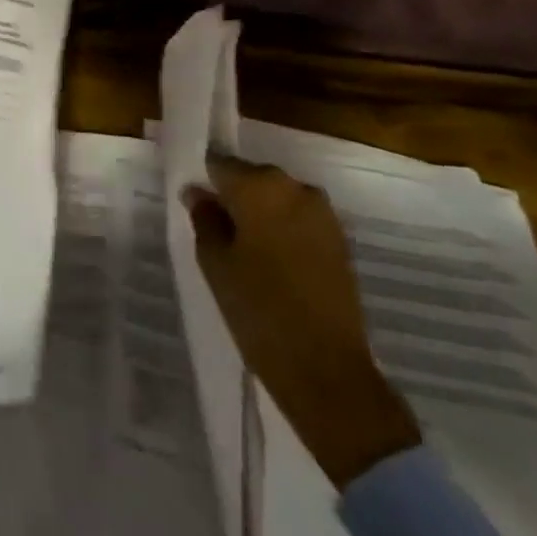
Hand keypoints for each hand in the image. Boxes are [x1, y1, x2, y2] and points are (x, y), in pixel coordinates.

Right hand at [184, 156, 420, 488]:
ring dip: (261, 215)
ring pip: (278, 199)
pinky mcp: (341, 241)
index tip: (196, 205)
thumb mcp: (215, 263)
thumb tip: (198, 193)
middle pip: (252, 178)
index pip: (219, 164)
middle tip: (217, 232)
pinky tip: (273, 264)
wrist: (328, 371)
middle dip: (234, 198)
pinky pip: (300, 221)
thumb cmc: (259, 309)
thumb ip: (204, 218)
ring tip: (246, 252)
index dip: (205, 182)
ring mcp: (323, 213)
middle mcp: (294, 187)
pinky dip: (284, 232)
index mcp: (259, 184)